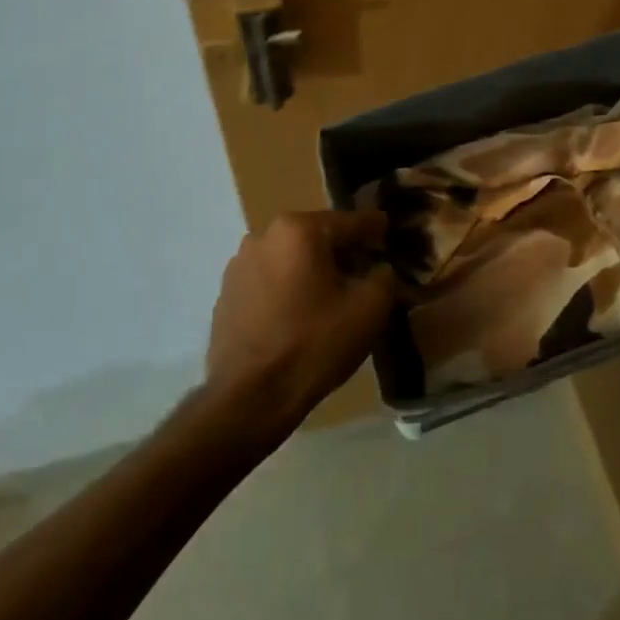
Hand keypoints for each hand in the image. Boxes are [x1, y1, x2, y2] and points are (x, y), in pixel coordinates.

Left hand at [204, 210, 395, 431]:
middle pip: (318, 238)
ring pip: (292, 259)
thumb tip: (380, 269)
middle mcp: (263, 236)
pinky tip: (301, 317)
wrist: (250, 398)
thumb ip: (385, 276)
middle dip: (345, 252)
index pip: (352, 222)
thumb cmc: (315, 343)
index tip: (393, 235)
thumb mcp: (370, 307)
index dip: (378, 230)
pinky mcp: (226, 295)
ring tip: (334, 298)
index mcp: (299, 229)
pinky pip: (270, 281)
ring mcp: (239, 265)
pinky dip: (290, 290)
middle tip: (368, 273)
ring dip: (314, 271)